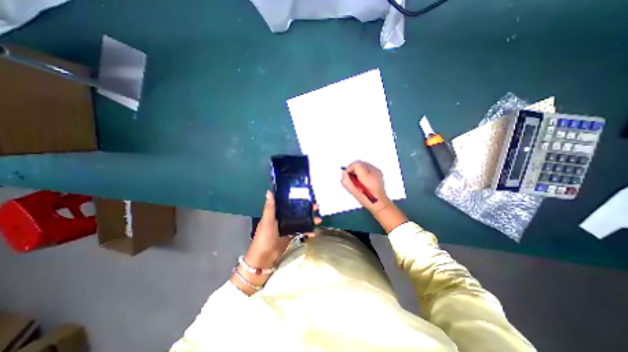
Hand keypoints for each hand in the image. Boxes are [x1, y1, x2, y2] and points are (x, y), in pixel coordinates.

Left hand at [245, 191, 320, 268]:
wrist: (265, 257)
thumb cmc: (264, 236)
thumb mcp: (267, 220)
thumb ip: (270, 207)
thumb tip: (269, 191)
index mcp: (277, 212)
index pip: (288, 202)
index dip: (297, 198)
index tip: (307, 195)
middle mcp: (283, 217)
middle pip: (297, 211)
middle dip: (307, 209)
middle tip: (316, 207)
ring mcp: (288, 226)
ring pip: (301, 220)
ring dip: (310, 220)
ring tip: (318, 220)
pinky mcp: (291, 234)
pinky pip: (301, 230)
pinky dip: (307, 231)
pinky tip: (313, 233)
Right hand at [343, 161, 390, 213]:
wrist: (380, 203)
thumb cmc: (367, 199)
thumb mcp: (354, 192)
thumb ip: (346, 181)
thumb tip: (343, 173)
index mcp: (367, 176)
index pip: (356, 165)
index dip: (349, 169)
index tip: (347, 175)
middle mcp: (373, 172)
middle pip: (359, 163)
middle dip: (353, 169)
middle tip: (351, 178)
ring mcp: (377, 171)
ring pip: (363, 164)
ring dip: (358, 170)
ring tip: (357, 179)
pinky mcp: (378, 172)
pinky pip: (367, 167)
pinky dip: (363, 171)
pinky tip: (362, 179)